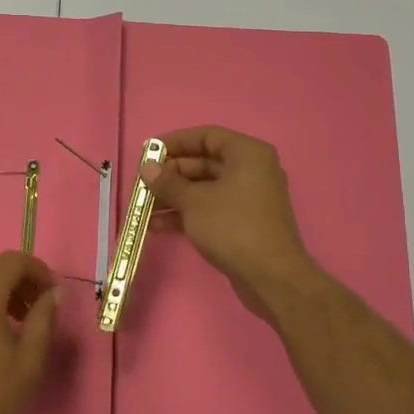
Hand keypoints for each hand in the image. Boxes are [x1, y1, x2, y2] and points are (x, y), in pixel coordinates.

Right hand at [141, 126, 323, 321]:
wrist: (270, 277)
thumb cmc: (232, 226)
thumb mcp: (194, 201)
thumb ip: (168, 182)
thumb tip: (147, 168)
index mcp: (247, 154)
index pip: (206, 136)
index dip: (175, 142)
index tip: (148, 152)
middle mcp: (251, 170)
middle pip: (204, 163)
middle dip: (170, 175)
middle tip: (143, 184)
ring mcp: (248, 199)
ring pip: (204, 189)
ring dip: (174, 198)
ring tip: (143, 209)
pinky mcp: (243, 223)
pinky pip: (210, 210)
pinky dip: (186, 215)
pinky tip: (157, 227)